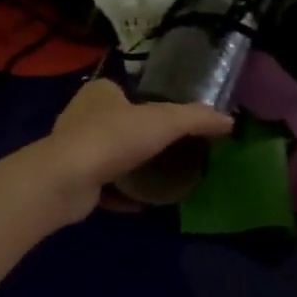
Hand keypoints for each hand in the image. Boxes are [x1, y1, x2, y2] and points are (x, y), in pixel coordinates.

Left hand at [32, 79, 231, 224]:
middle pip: (117, 123)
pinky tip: (141, 204)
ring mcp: (74, 149)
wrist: (67, 179)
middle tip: (170, 150)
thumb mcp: (164, 121)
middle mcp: (82, 116)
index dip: (147, 103)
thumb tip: (230, 121)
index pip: (125, 91)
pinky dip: (120, 194)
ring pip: (108, 155)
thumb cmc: (114, 138)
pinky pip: (103, 186)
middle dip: (138, 136)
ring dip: (129, 166)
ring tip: (159, 176)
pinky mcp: (72, 180)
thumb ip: (197, 119)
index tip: (170, 121)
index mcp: (100, 92)